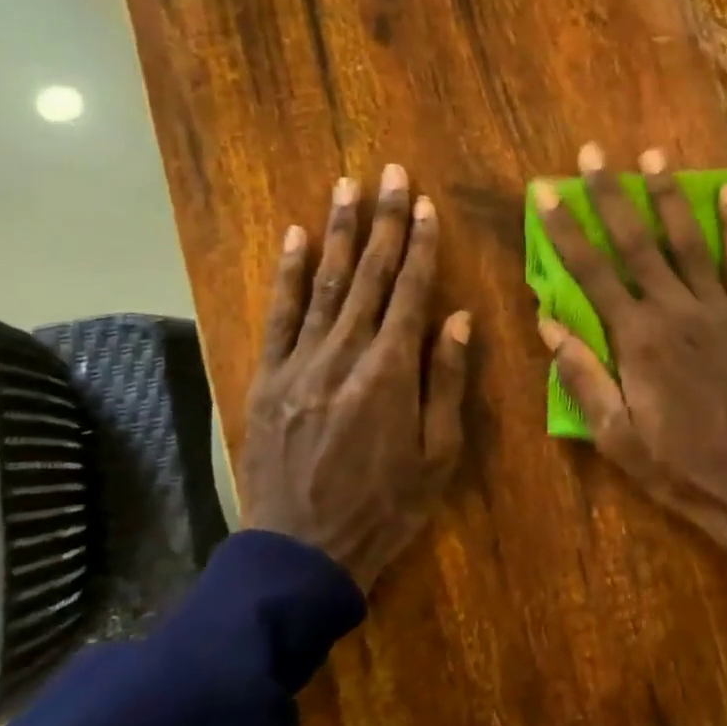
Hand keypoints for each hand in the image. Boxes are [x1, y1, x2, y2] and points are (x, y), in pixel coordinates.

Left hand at [239, 166, 471, 592]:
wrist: (303, 552)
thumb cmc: (386, 507)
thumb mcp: (438, 455)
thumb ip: (447, 382)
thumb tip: (458, 319)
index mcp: (391, 374)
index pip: (411, 294)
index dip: (421, 246)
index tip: (425, 204)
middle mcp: (344, 356)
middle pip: (370, 277)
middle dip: (383, 221)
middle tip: (389, 173)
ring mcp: (299, 364)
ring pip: (324, 284)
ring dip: (338, 232)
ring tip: (346, 187)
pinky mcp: (268, 378)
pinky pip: (279, 316)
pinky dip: (286, 273)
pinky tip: (294, 237)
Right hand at [535, 143, 726, 576]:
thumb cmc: (679, 466)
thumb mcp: (616, 436)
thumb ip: (583, 377)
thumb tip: (548, 323)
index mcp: (637, 339)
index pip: (591, 272)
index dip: (564, 230)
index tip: (546, 192)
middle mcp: (676, 311)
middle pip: (637, 243)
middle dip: (610, 195)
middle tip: (593, 154)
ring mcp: (722, 310)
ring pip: (690, 242)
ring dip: (668, 196)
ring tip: (653, 154)